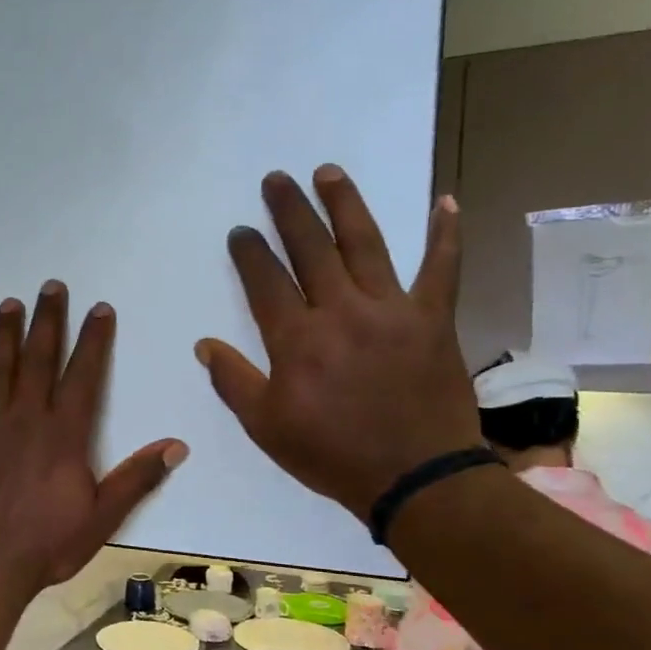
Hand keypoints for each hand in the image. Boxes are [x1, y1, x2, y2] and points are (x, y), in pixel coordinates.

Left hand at [0, 283, 187, 600]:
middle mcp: (26, 420)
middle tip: (50, 286)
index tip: (99, 308)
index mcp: (64, 434)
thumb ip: (136, 478)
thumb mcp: (102, 516)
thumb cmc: (48, 544)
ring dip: (3, 337)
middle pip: (39, 360)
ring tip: (7, 305)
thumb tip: (176, 445)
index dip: (94, 340)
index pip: (84, 375)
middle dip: (47, 321)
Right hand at [196, 167, 478, 521]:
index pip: (266, 281)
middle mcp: (341, 311)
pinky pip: (442, 269)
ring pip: (365, 244)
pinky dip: (445, 235)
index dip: (250, 252)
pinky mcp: (434, 319)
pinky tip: (445, 201)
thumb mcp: (265, 426)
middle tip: (276, 179)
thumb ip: (233, 381)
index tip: (241, 230)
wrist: (415, 477)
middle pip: (311, 249)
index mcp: (297, 339)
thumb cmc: (331, 454)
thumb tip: (204, 344)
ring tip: (328, 172)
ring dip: (345, 204)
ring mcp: (392, 310)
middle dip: (290, 210)